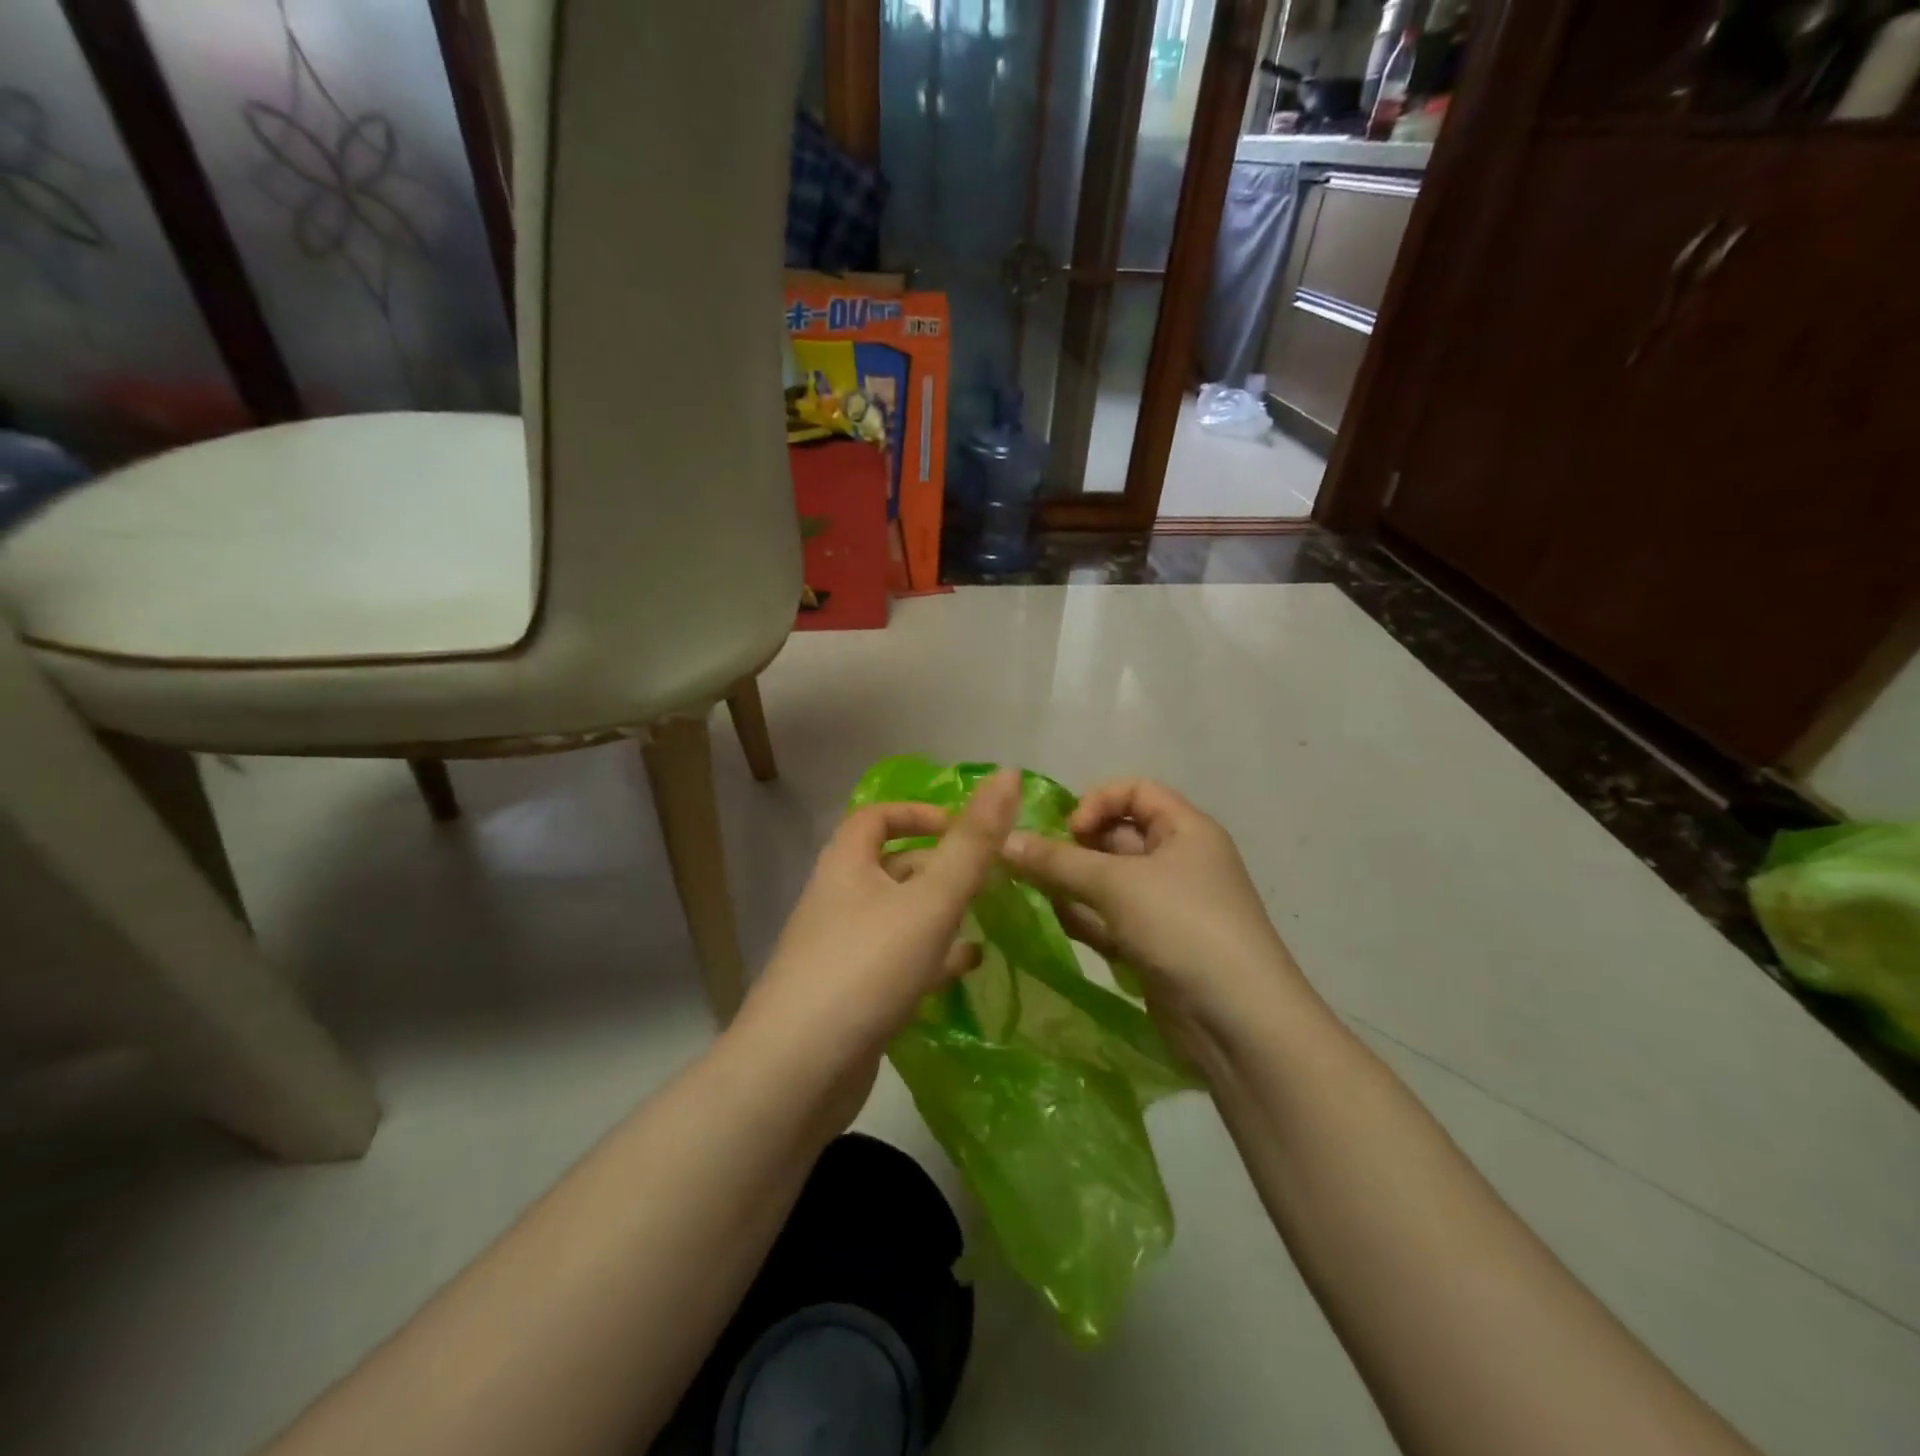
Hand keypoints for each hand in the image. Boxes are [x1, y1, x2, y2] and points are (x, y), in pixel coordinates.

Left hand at [729, 769, 1022, 1123]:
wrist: (797, 1074)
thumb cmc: (866, 969)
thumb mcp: (929, 900)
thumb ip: (973, 844)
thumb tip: (1008, 773)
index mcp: (846, 867)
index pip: (875, 817)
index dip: (918, 813)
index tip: (962, 828)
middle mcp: (838, 902)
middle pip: (890, 868)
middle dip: (939, 867)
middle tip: (988, 877)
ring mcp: (841, 952)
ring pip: (897, 918)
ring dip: (939, 914)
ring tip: (987, 917)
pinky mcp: (850, 998)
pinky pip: (896, 964)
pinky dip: (931, 959)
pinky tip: (967, 968)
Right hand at [1002, 778, 1312, 1067]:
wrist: (1238, 1022)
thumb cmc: (1182, 927)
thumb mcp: (1117, 884)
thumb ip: (1057, 861)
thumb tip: (1004, 840)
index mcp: (1186, 830)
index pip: (1136, 792)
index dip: (1097, 802)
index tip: (1068, 831)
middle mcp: (1179, 861)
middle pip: (1117, 837)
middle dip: (1075, 848)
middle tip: (1033, 865)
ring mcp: (1167, 907)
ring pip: (1109, 882)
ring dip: (1073, 885)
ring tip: (1036, 894)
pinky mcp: (1155, 946)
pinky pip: (1112, 919)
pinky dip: (1087, 918)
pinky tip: (1061, 924)